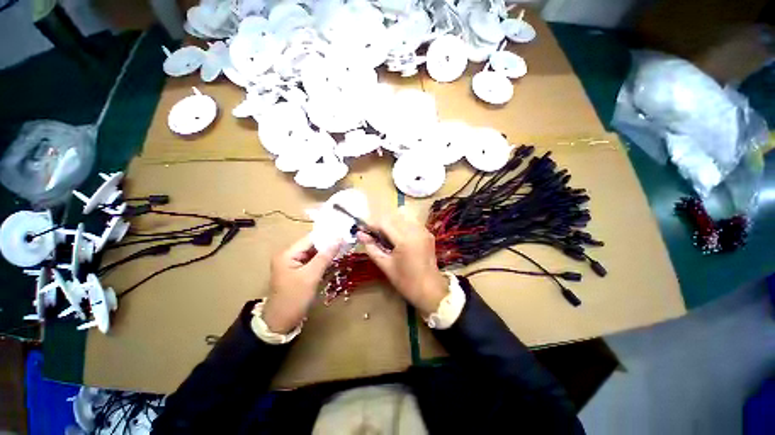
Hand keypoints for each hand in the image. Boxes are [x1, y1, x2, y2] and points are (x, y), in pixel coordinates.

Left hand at [262, 235, 340, 333]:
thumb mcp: (311, 276)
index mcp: (288, 253)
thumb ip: (325, 256)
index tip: (344, 233)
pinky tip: (336, 258)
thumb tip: (339, 238)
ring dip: (328, 252)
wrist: (281, 323)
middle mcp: (290, 255)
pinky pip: (313, 262)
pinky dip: (324, 260)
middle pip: (313, 245)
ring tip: (344, 247)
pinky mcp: (299, 272)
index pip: (311, 238)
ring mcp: (294, 264)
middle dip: (329, 244)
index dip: (328, 236)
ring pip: (314, 253)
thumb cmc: (294, 299)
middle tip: (347, 240)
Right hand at [357, 208, 447, 315]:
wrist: (430, 290)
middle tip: (374, 234)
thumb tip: (360, 234)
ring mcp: (424, 231)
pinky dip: (403, 225)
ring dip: (392, 223)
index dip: (372, 224)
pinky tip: (399, 237)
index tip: (363, 230)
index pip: (384, 223)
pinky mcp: (428, 233)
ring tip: (386, 235)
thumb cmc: (406, 281)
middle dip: (381, 223)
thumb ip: (372, 248)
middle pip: (394, 217)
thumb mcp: (385, 265)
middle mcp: (415, 230)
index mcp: (404, 239)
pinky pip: (412, 222)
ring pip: (404, 217)